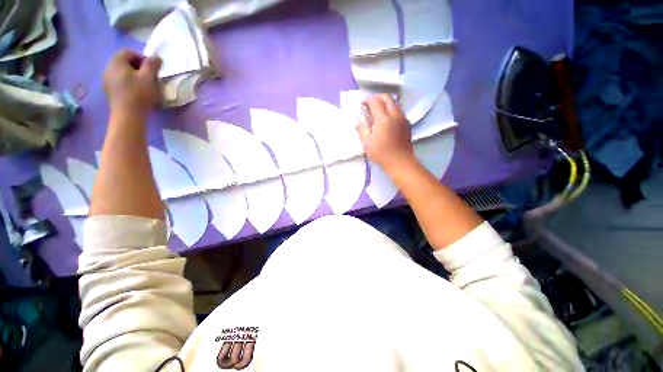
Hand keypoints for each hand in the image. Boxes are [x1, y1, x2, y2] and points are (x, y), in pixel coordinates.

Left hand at [103, 50, 161, 118]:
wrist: (127, 114)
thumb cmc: (139, 94)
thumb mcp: (149, 77)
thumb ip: (152, 64)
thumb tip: (156, 57)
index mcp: (117, 61)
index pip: (130, 52)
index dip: (143, 58)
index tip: (152, 69)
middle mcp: (108, 67)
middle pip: (124, 61)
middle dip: (138, 66)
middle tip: (149, 76)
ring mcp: (106, 79)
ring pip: (122, 71)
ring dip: (133, 74)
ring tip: (143, 84)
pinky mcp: (109, 89)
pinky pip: (119, 80)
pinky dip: (127, 82)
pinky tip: (135, 90)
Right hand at [356, 94, 415, 170]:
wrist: (400, 161)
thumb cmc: (381, 153)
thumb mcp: (366, 142)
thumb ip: (362, 128)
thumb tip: (359, 118)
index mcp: (383, 119)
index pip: (375, 101)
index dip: (367, 100)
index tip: (362, 103)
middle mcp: (395, 115)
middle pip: (387, 97)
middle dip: (377, 97)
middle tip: (370, 104)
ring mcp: (403, 118)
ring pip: (395, 103)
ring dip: (385, 102)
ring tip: (378, 110)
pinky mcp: (407, 123)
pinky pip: (399, 110)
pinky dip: (391, 109)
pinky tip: (386, 119)